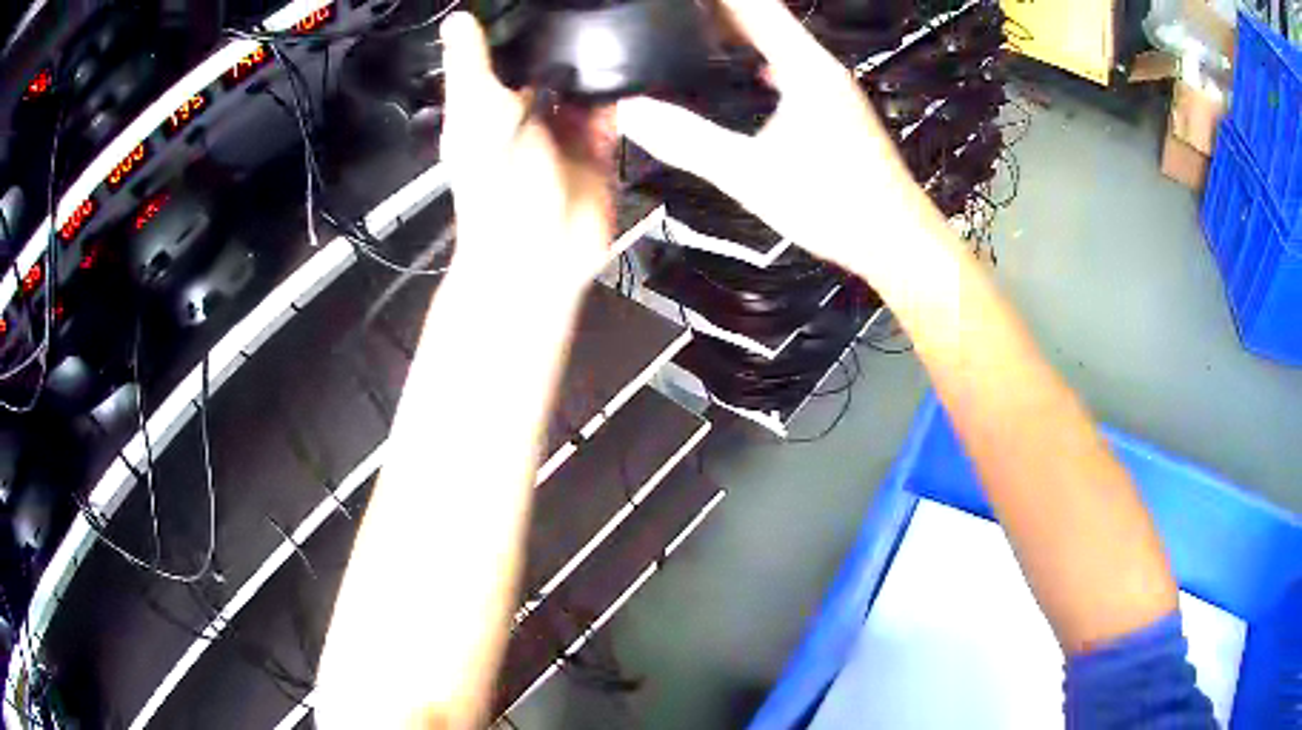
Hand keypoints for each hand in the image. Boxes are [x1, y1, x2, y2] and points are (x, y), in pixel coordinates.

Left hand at [440, 13, 614, 296]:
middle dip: (568, 48)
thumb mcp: (474, 112)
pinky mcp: (599, 153)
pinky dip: (621, 99)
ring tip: (614, 29)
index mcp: (491, 109)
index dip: (522, 33)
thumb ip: (470, 65)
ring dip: (598, 69)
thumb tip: (455, 20)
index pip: (507, 60)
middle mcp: (528, 118)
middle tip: (590, 11)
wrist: (535, 251)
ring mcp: (565, 136)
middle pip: (552, 72)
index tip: (543, 3)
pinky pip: (614, 117)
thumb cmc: (493, 184)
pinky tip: (630, 72)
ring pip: (585, 91)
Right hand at [616, 0, 926, 274]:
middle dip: (723, 12)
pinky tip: (753, 75)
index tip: (681, 0)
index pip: (754, 7)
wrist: (896, 240)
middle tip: (682, 14)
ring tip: (705, 31)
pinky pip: (795, 69)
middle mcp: (824, 70)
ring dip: (745, 32)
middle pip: (768, 19)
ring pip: (783, 43)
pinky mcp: (839, 112)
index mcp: (805, 68)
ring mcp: (835, 90)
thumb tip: (634, 112)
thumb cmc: (836, 206)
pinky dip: (766, 60)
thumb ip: (688, 141)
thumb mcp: (749, 174)